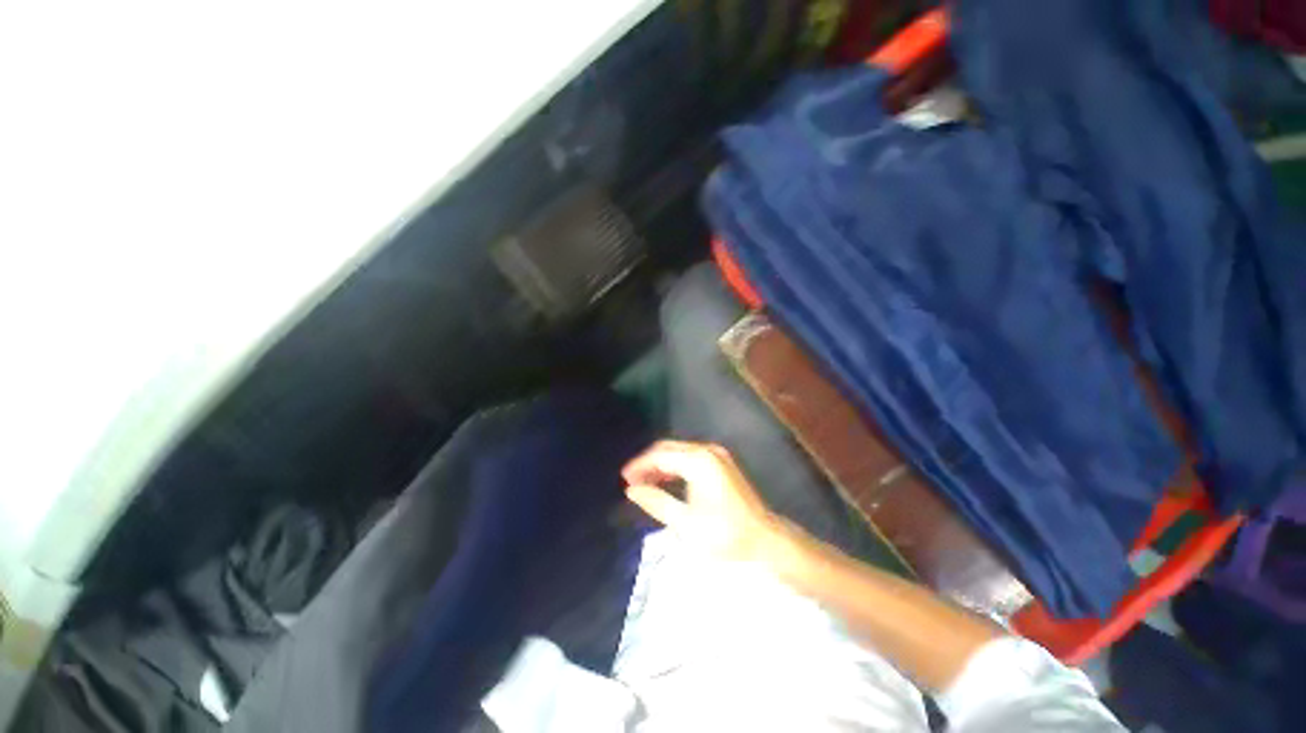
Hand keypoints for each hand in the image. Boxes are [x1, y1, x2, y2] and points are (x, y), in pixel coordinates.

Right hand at [622, 440, 779, 561]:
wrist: (764, 538)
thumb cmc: (724, 533)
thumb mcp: (685, 522)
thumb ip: (656, 502)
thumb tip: (631, 490)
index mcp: (698, 461)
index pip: (660, 455)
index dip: (640, 465)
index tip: (623, 478)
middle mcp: (707, 450)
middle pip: (669, 449)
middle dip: (648, 463)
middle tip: (631, 481)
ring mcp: (717, 455)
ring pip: (680, 452)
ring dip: (661, 465)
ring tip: (644, 483)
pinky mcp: (722, 463)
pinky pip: (691, 458)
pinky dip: (675, 467)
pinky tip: (666, 482)